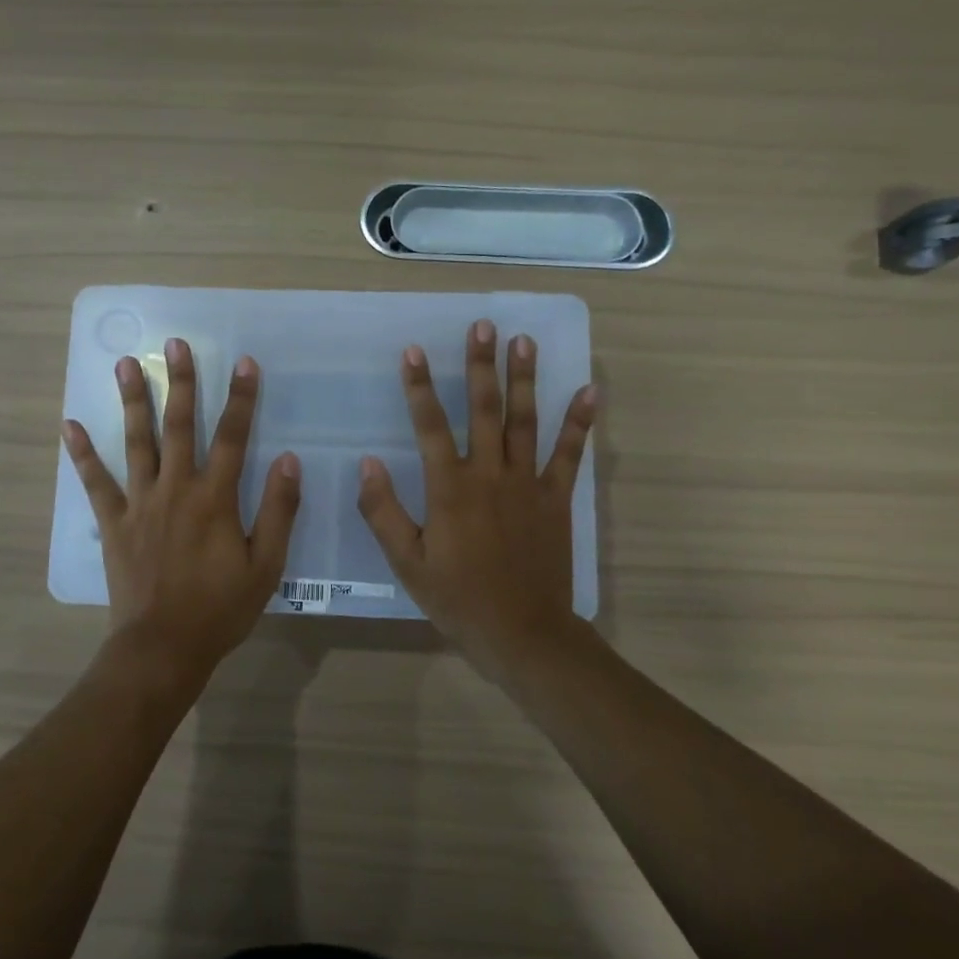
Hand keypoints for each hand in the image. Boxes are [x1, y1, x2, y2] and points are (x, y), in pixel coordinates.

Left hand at [64, 338, 301, 681]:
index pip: (232, 437)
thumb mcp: (265, 566)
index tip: (245, 362)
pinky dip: (83, 454)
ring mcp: (140, 503)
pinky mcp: (113, 523)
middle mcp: (176, 489)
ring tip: (125, 364)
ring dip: (133, 401)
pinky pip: (95, 483)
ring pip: (136, 442)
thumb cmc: (220, 609)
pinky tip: (70, 425)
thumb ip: (278, 512)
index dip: (241, 399)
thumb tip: (287, 460)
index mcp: (215, 499)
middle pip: (179, 426)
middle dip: (181, 382)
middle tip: (175, 344)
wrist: (163, 647)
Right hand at [357, 320, 595, 674]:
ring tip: (524, 341)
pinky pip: (569, 454)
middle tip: (483, 325)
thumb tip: (368, 463)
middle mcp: (490, 474)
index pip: (430, 426)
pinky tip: (589, 391)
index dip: (420, 387)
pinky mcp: (556, 499)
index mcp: (450, 489)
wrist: (522, 633)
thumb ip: (384, 511)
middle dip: (480, 365)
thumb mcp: (407, 562)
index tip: (414, 351)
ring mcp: (528, 484)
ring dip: (524, 379)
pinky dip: (579, 422)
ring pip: (525, 421)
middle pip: (484, 410)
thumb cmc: (457, 599)